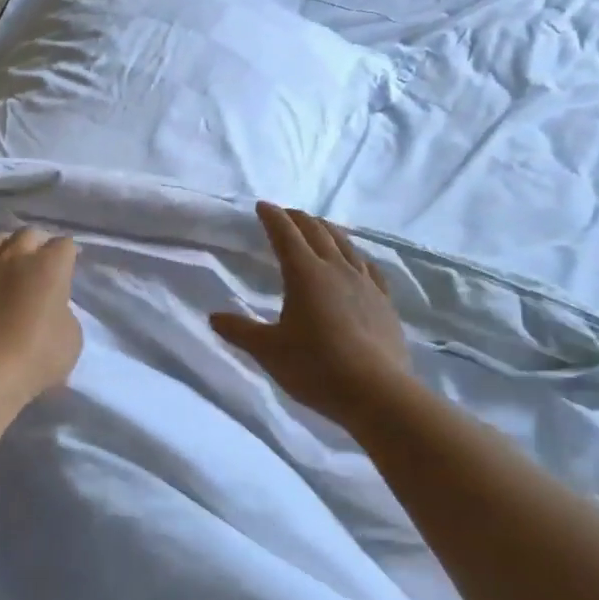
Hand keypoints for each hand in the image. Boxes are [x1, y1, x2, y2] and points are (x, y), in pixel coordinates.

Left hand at [0, 226, 82, 403]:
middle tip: (40, 265)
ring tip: (10, 268)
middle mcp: (15, 257)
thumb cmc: (36, 357)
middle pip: (28, 234)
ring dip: (7, 250)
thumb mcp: (71, 337)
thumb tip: (49, 307)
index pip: (64, 245)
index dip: (69, 255)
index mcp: (49, 265)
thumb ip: (63, 312)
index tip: (69, 268)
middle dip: (38, 245)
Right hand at [212, 202, 409, 425]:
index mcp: (305, 274)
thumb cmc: (316, 368)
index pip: (285, 234)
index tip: (262, 206)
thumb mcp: (269, 351)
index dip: (272, 217)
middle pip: (316, 231)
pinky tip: (356, 261)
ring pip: (344, 243)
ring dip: (326, 230)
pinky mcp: (384, 301)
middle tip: (286, 214)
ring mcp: (364, 283)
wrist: (376, 393)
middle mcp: (335, 269)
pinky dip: (355, 255)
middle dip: (298, 218)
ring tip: (318, 227)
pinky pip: (368, 266)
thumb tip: (214, 317)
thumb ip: (240, 331)